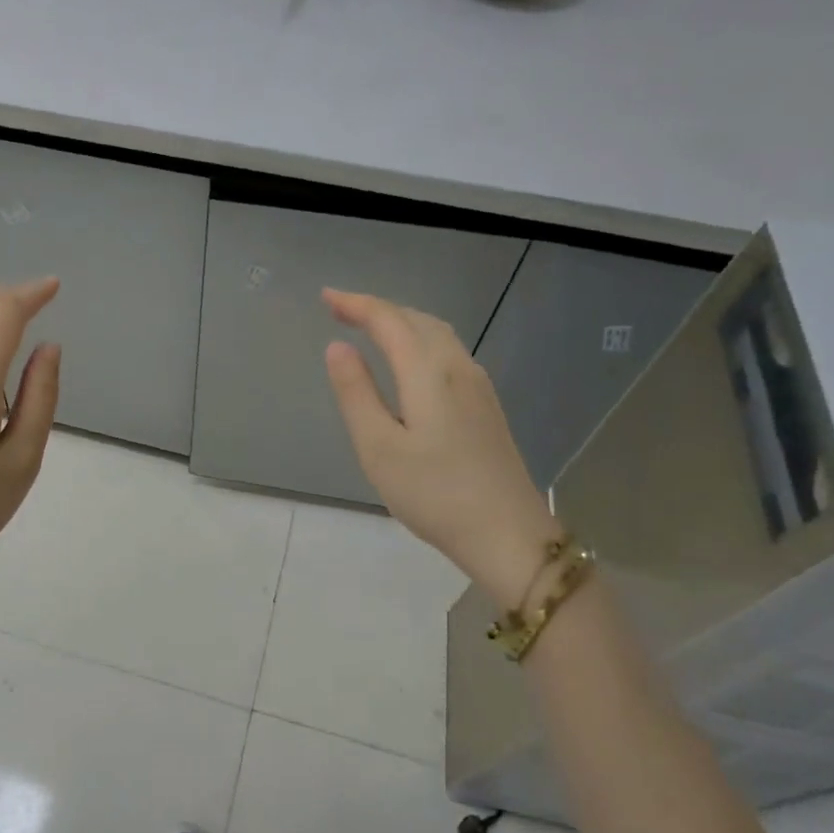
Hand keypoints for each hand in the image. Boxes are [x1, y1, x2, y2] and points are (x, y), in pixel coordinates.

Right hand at [321, 288, 560, 607]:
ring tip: (371, 327)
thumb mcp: (379, 447)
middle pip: (417, 320)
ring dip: (401, 322)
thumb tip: (338, 347)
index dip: (356, 304)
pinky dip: (420, 340)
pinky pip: (449, 352)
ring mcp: (478, 386)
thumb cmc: (434, 493)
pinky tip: (411, 361)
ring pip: (438, 334)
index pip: (389, 321)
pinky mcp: (486, 406)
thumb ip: (356, 393)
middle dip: (377, 308)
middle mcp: (458, 368)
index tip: (325, 298)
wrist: (508, 534)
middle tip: (341, 310)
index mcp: (429, 373)